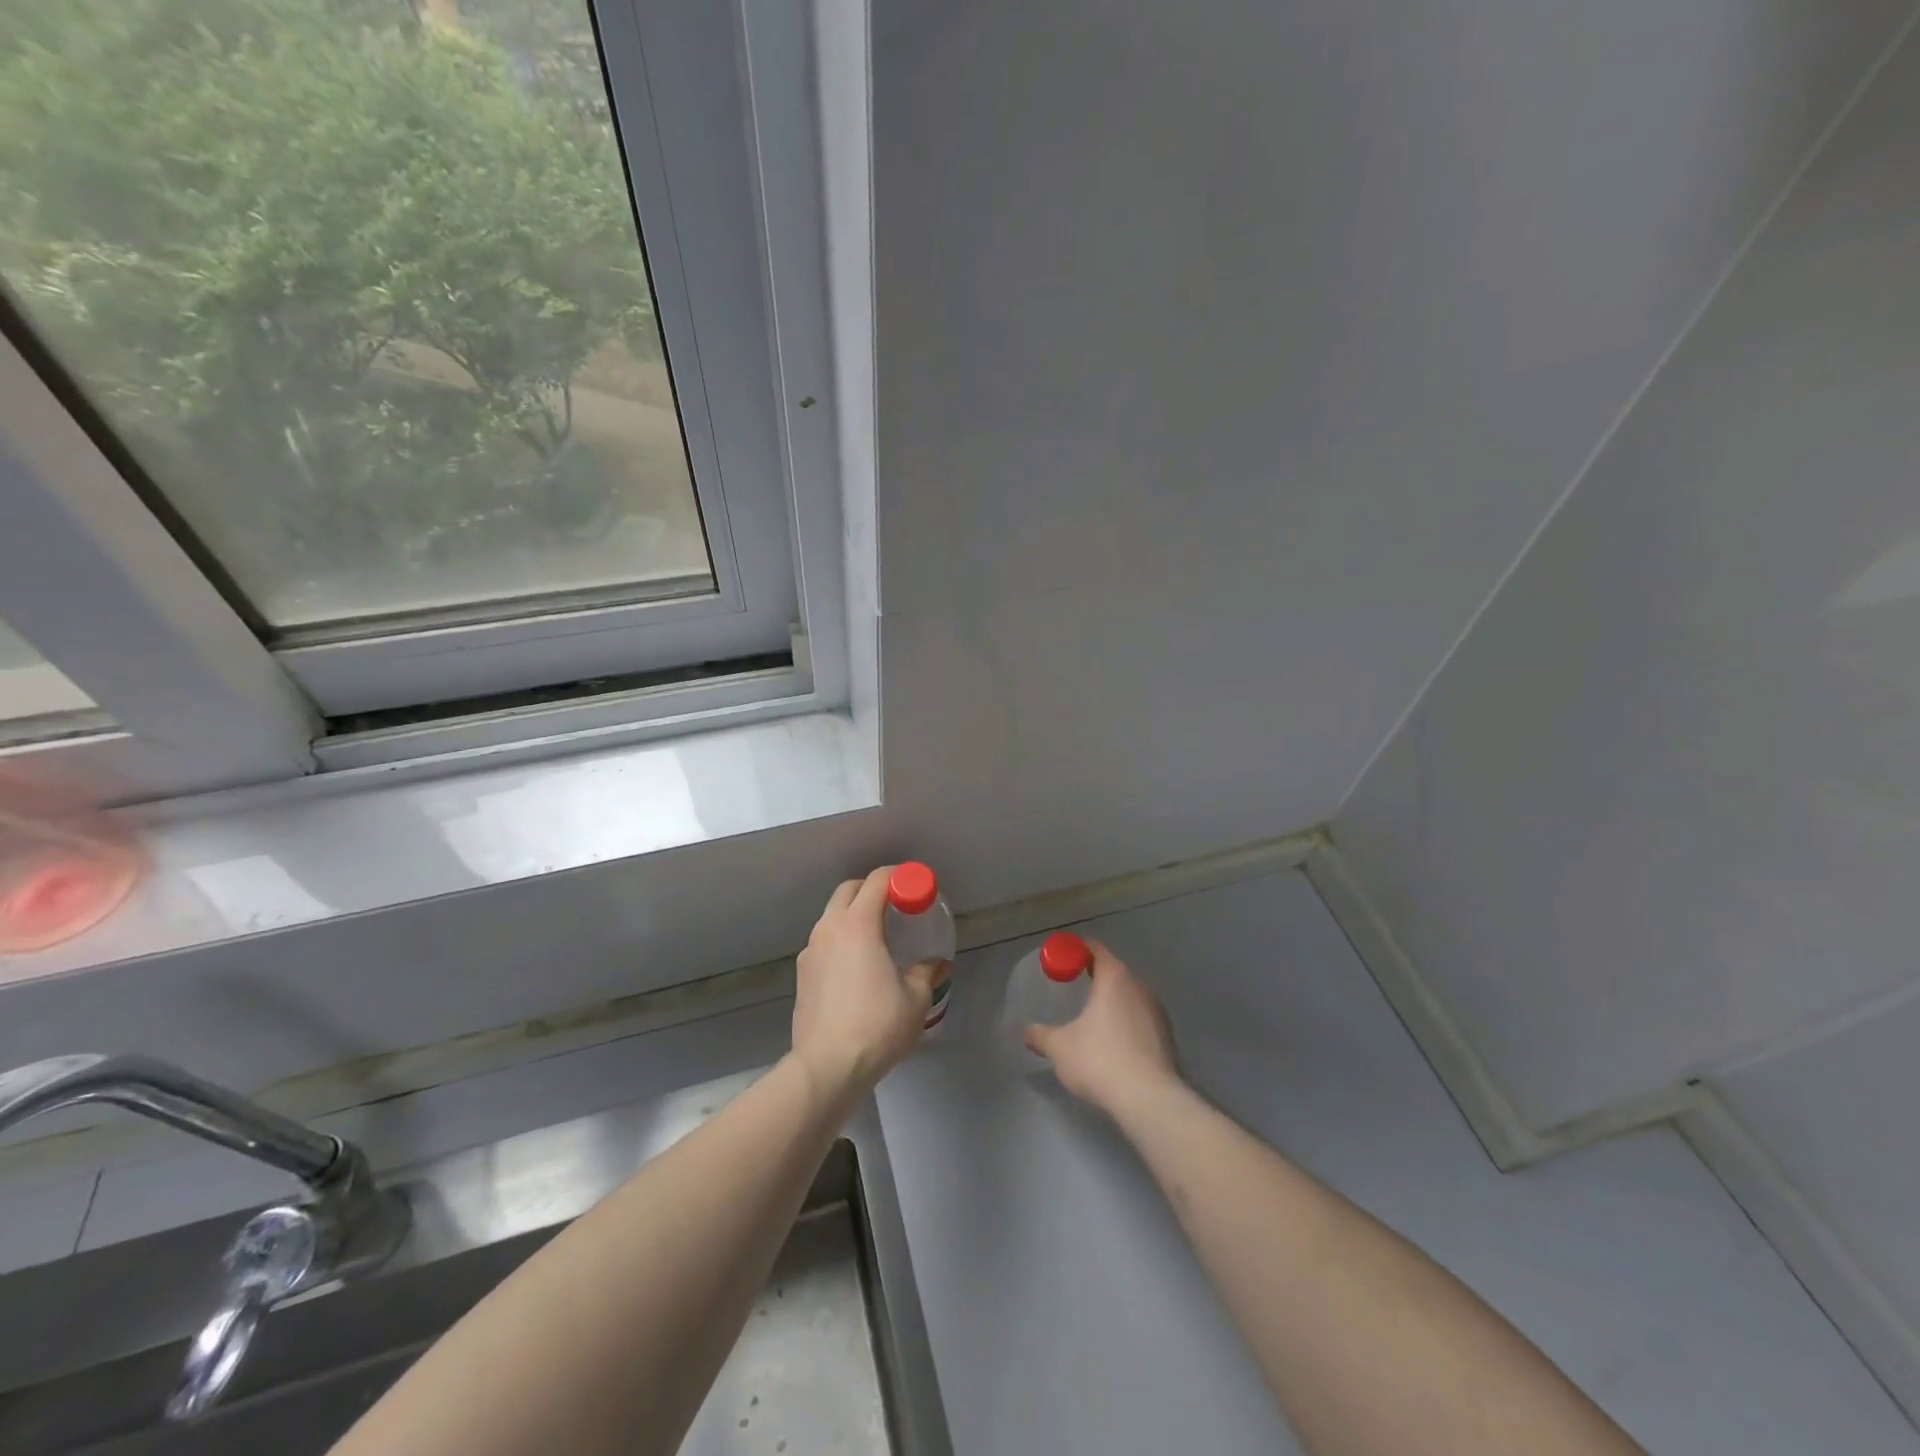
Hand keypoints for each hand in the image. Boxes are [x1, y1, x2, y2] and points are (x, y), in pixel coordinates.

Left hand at [792, 866, 939, 1099]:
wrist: (827, 1067)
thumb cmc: (877, 1025)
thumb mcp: (915, 998)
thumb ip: (926, 973)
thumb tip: (938, 965)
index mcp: (858, 924)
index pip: (877, 881)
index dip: (899, 876)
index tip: (916, 886)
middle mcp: (829, 929)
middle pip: (849, 891)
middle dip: (872, 889)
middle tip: (896, 905)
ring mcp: (810, 951)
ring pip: (832, 916)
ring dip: (854, 914)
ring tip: (878, 936)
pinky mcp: (801, 974)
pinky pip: (824, 942)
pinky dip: (842, 940)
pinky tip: (857, 965)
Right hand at [1024, 939, 1181, 1117]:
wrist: (1149, 1100)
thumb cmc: (1100, 1060)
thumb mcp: (1060, 1047)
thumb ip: (1041, 1035)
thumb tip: (1027, 1032)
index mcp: (1115, 978)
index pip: (1096, 949)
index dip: (1077, 950)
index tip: (1063, 959)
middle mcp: (1140, 987)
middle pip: (1115, 973)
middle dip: (1096, 978)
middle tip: (1075, 988)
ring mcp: (1158, 1013)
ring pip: (1131, 998)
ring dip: (1113, 1004)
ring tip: (1093, 1020)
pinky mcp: (1168, 1038)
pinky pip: (1141, 1021)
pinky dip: (1127, 1025)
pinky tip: (1114, 1046)